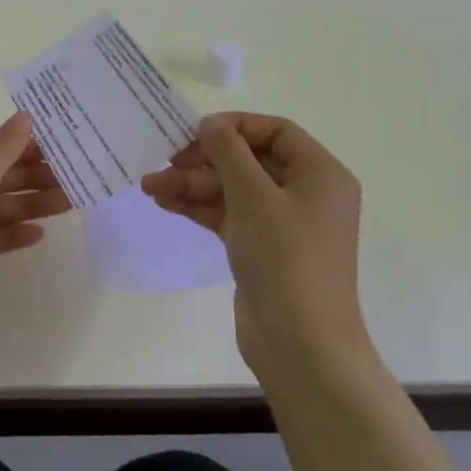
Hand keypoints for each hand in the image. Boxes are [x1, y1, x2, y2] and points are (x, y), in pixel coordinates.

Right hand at [141, 113, 368, 376]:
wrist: (301, 346)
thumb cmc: (285, 259)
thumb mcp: (254, 196)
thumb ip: (228, 152)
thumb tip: (210, 124)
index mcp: (320, 174)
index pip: (275, 131)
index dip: (234, 126)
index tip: (195, 133)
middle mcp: (306, 193)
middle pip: (249, 160)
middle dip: (203, 161)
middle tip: (165, 163)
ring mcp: (284, 223)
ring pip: (233, 189)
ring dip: (193, 184)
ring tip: (150, 187)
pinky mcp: (263, 249)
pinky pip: (229, 215)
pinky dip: (200, 207)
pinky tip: (165, 203)